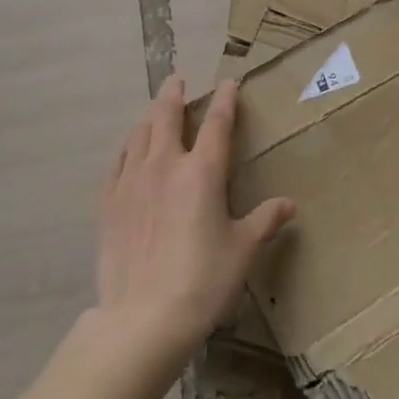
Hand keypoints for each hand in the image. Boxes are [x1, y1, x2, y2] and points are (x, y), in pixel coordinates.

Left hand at [94, 76, 294, 362]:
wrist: (143, 318)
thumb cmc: (203, 281)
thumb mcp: (242, 251)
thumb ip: (264, 221)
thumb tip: (289, 205)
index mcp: (202, 172)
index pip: (217, 123)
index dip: (224, 100)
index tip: (227, 83)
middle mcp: (165, 165)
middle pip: (168, 116)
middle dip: (174, 94)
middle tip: (177, 80)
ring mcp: (132, 181)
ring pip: (139, 134)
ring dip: (150, 117)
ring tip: (155, 112)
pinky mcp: (109, 202)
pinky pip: (117, 162)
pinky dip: (126, 148)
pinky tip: (128, 150)